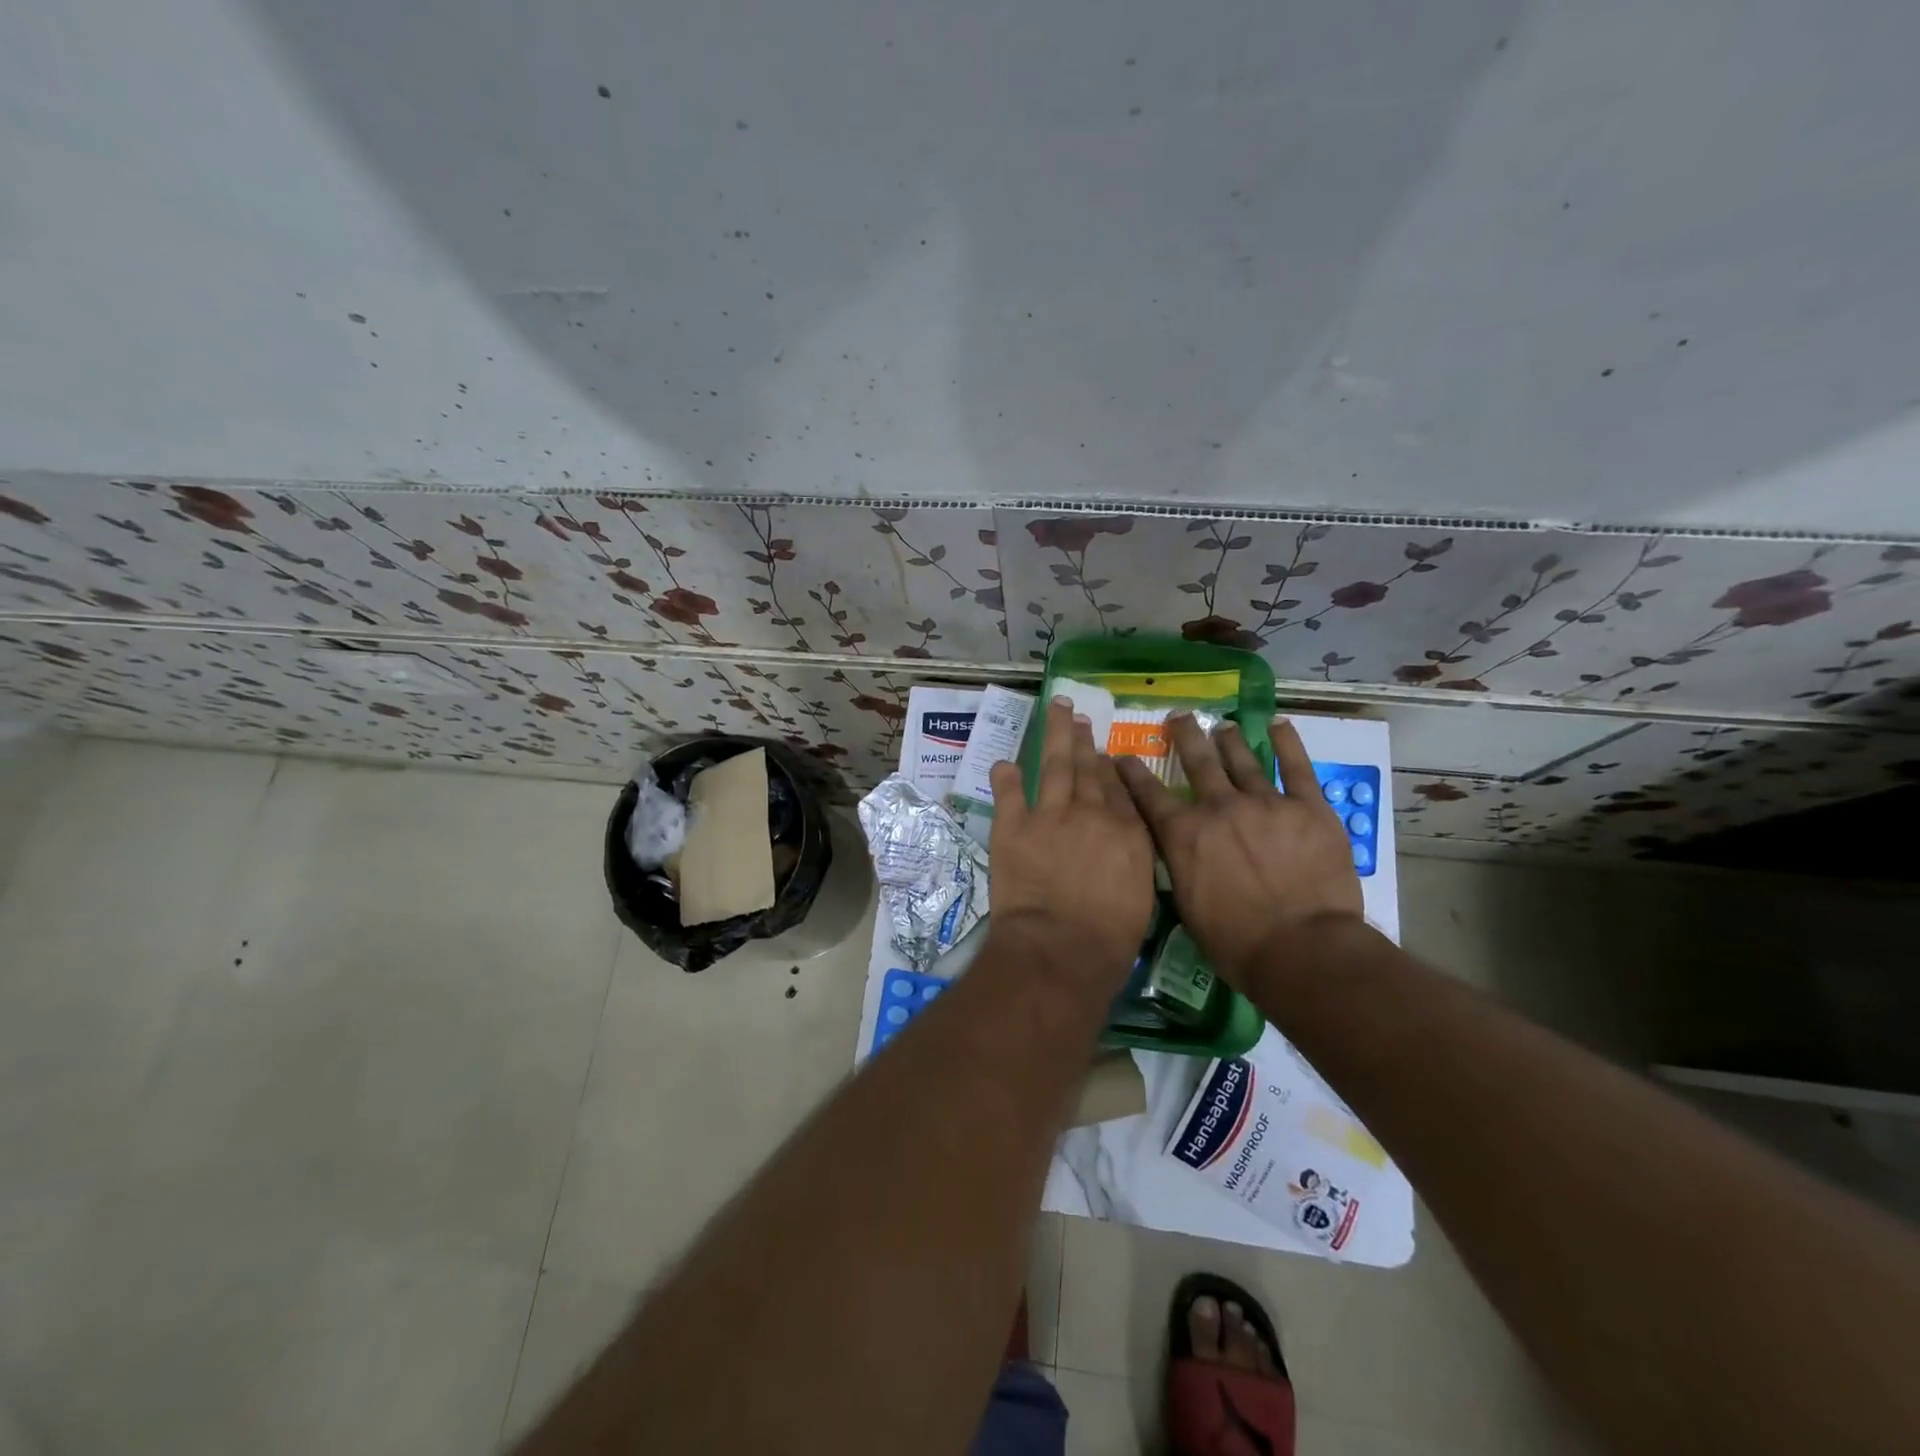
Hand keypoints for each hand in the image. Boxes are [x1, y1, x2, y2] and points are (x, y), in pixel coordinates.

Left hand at [987, 698, 1155, 981]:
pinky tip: (1004, 762)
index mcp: (1127, 832)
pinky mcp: (1013, 827)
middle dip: (1084, 741)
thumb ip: (1132, 860)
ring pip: (1054, 766)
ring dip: (1055, 736)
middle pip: (1088, 768)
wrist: (1061, 948)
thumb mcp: (1140, 897)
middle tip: (1080, 717)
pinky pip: (1008, 793)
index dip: (1109, 767)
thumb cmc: (1109, 939)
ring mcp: (1050, 816)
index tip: (1104, 752)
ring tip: (1057, 711)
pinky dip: (1005, 776)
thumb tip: (1123, 842)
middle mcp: (1091, 813)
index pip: (1118, 789)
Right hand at [1116, 714, 1363, 986]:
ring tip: (1223, 726)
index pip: (1149, 794)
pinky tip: (1279, 725)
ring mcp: (1266, 804)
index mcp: (1185, 834)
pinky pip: (1297, 768)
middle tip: (1179, 716)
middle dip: (1185, 735)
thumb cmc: (1236, 942)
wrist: (1301, 949)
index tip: (1122, 755)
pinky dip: (1287, 744)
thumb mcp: (1186, 905)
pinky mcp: (1308, 809)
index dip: (1132, 772)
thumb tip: (1173, 846)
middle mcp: (1219, 808)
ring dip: (1229, 739)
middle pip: (1198, 762)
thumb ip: (1177, 865)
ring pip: (1242, 760)